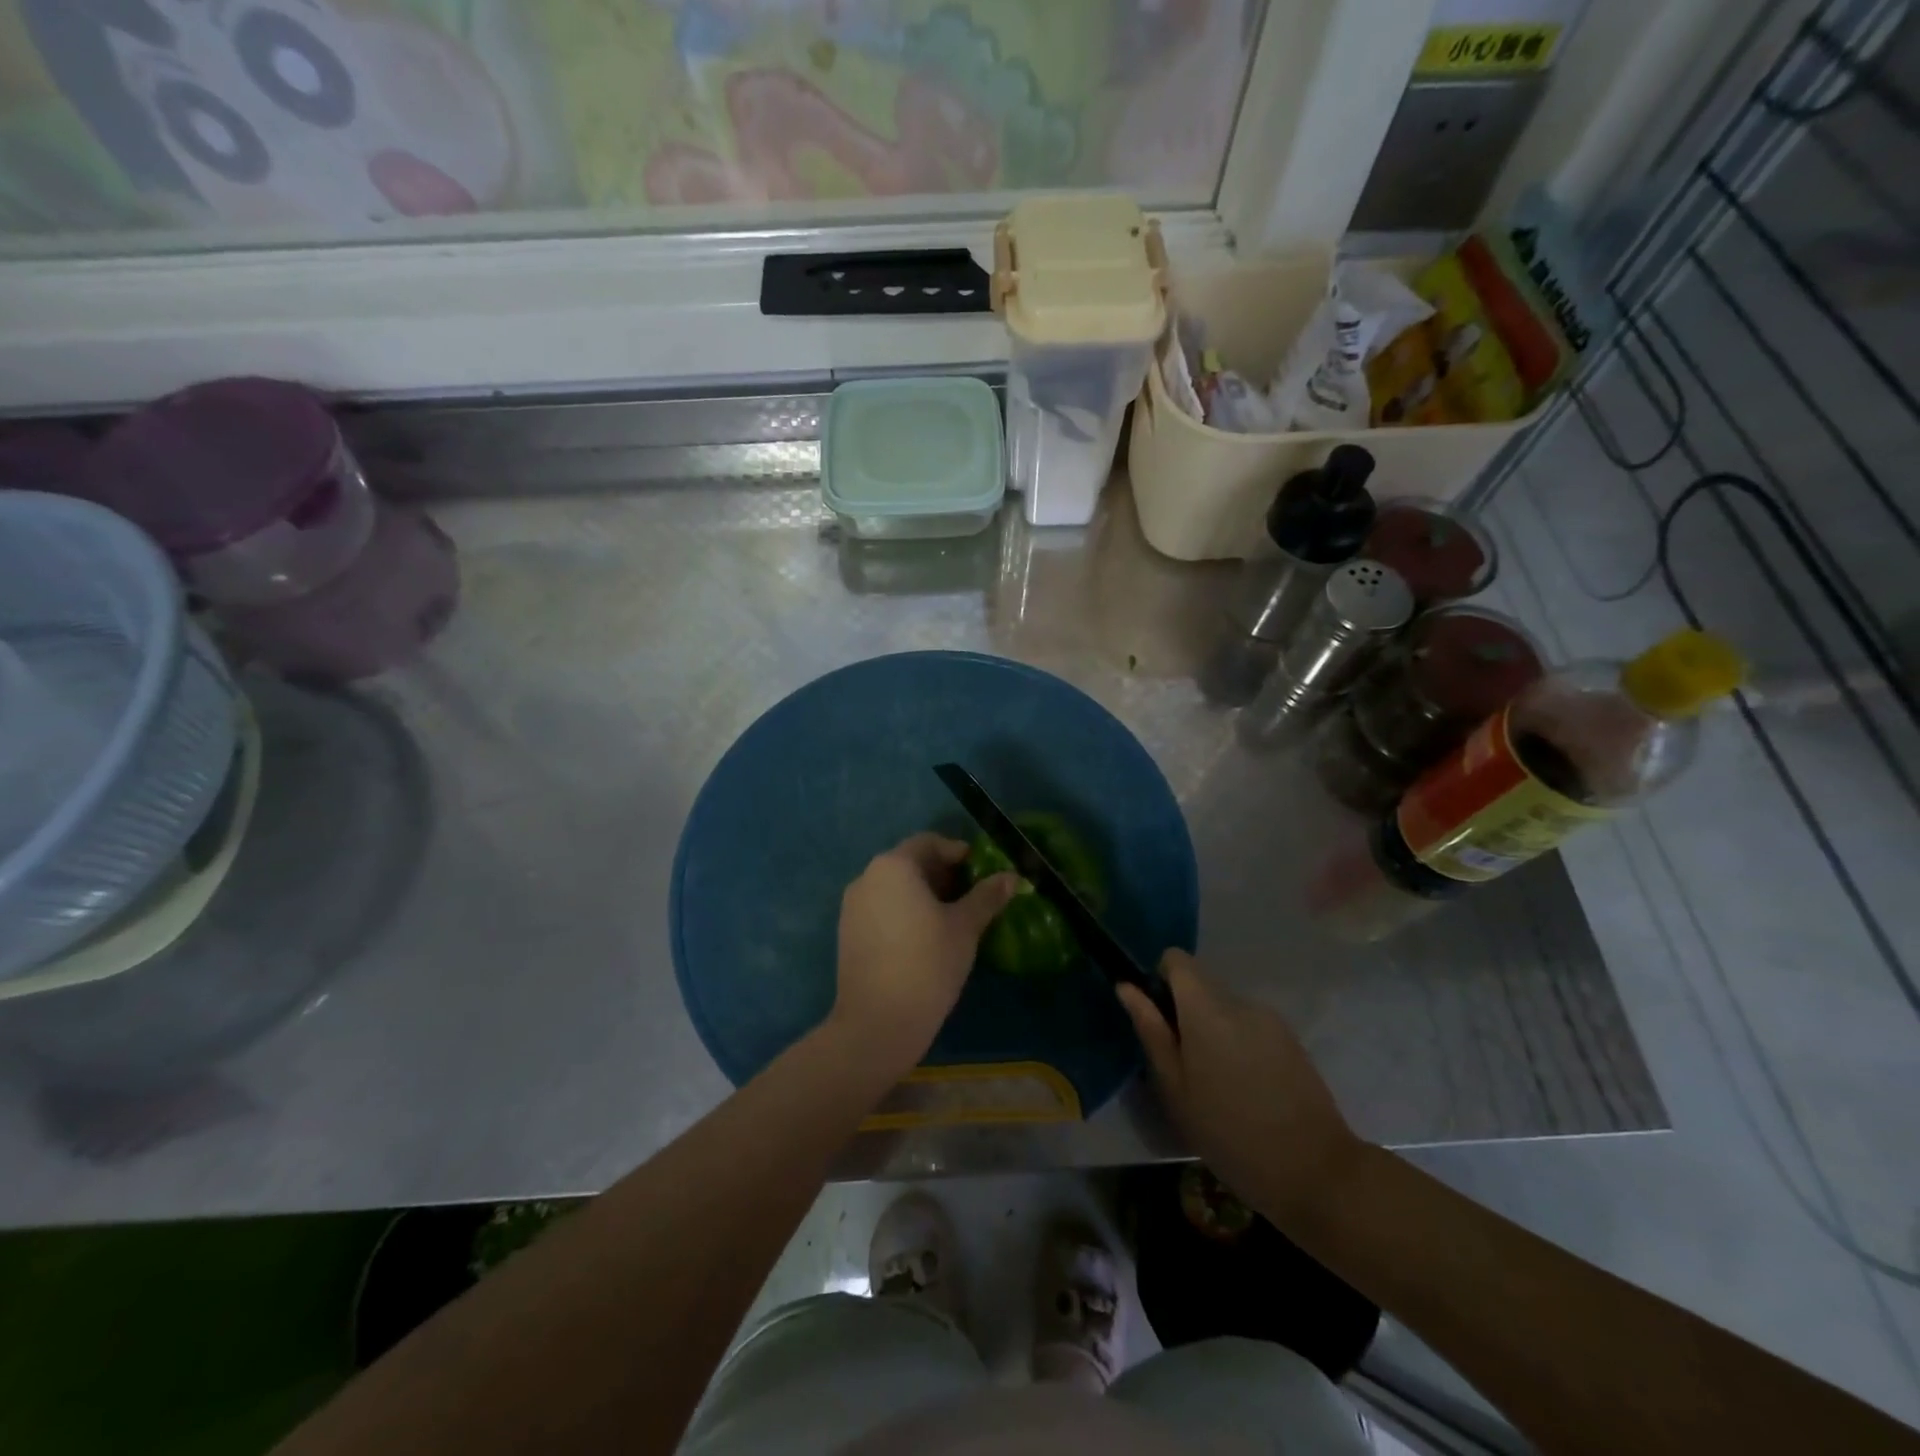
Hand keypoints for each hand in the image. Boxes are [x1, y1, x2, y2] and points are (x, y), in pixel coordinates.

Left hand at [831, 833, 1017, 1076]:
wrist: (877, 1022)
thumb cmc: (927, 963)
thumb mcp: (965, 927)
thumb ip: (987, 896)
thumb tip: (1012, 876)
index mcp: (894, 866)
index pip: (928, 842)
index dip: (957, 852)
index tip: (981, 870)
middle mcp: (867, 877)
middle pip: (909, 863)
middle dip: (941, 874)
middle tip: (971, 895)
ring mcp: (852, 906)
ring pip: (894, 887)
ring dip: (923, 894)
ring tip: (952, 918)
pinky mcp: (847, 933)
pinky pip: (881, 909)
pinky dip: (904, 912)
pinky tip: (925, 938)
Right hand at [1118, 951, 1362, 1228]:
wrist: (1314, 1171)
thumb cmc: (1229, 1133)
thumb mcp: (1175, 1088)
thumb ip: (1151, 1031)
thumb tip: (1127, 987)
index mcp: (1206, 1009)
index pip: (1177, 959)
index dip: (1160, 980)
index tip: (1159, 1020)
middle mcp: (1240, 1002)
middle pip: (1201, 986)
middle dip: (1185, 1014)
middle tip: (1184, 1067)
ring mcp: (1270, 1020)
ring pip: (1226, 1009)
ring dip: (1213, 1031)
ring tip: (1217, 1085)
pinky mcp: (1291, 1040)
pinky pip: (1251, 1026)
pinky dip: (1239, 1044)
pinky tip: (1246, 1090)